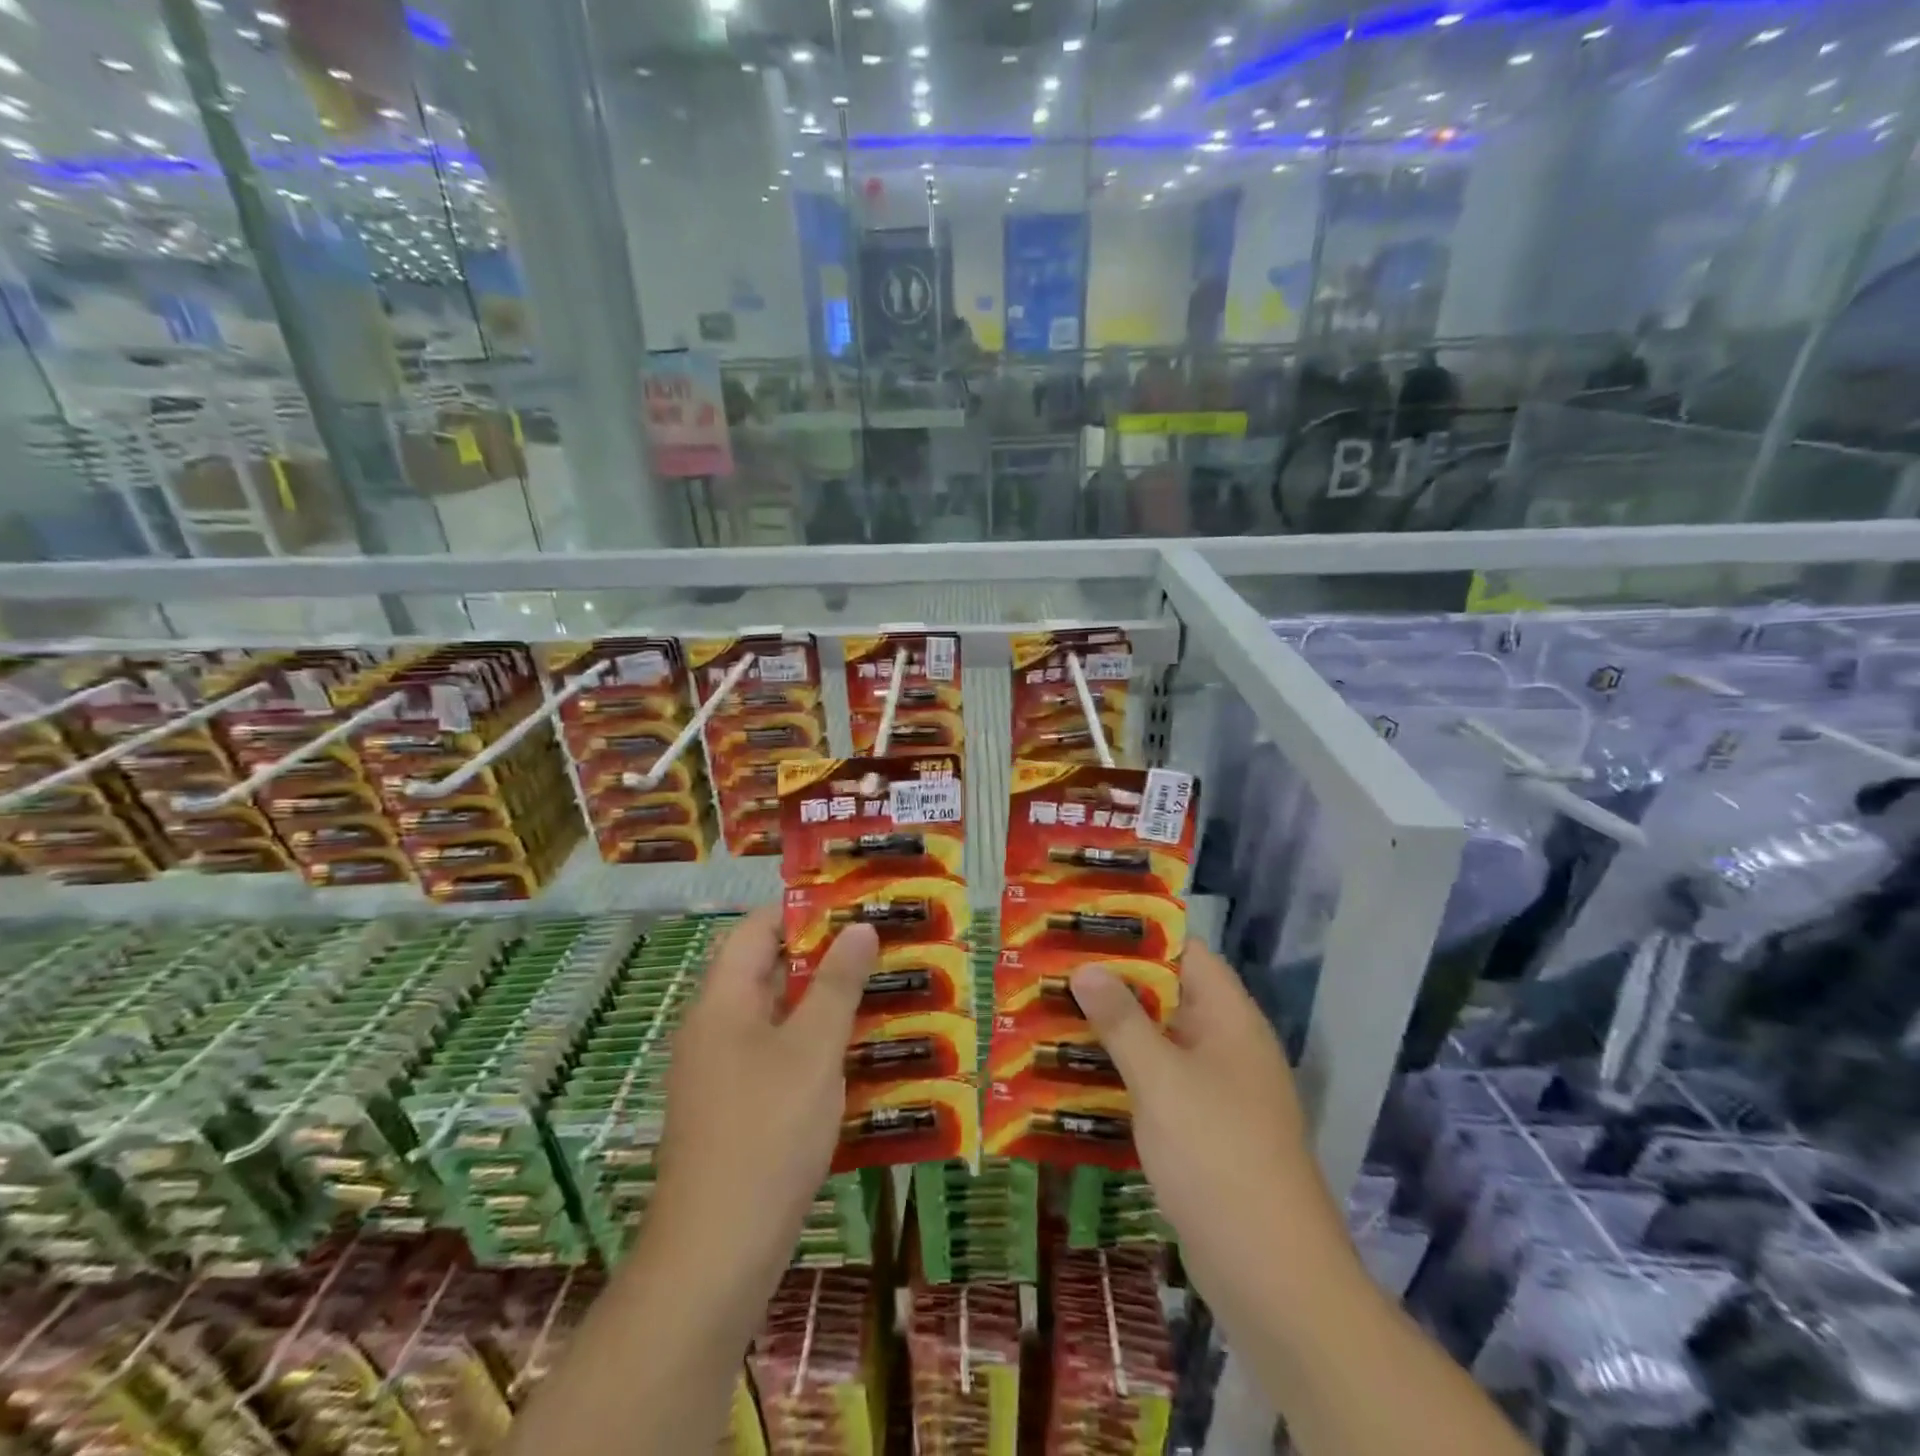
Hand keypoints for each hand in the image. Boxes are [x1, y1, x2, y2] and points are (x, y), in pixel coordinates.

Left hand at [653, 907, 879, 1278]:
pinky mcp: (735, 1110)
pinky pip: (777, 1057)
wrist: (717, 1254)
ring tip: (882, 991)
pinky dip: (815, 1045)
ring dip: (824, 1003)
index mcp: (722, 1002)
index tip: (854, 904)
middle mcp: (714, 1028)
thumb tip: (859, 927)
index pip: (756, 930)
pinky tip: (859, 1055)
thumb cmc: (767, 1133)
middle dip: (823, 956)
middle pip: (767, 971)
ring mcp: (722, 1072)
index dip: (802, 910)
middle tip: (880, 946)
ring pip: (777, 1017)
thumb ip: (838, 985)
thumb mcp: (813, 1050)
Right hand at [1070, 943, 1354, 1301]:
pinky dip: (1120, 1074)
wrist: (1272, 1277)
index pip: (1187, 953)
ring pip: (1158, 1043)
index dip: (1140, 933)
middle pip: (1168, 996)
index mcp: (1230, 1019)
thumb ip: (1122, 1021)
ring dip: (1111, 1031)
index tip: (1085, 925)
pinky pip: (1156, 1085)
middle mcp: (1226, 1046)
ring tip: (1049, 1013)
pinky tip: (1073, 1075)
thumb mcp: (1162, 1080)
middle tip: (1053, 968)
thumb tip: (1087, 967)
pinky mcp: (1201, 1132)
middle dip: (1113, 983)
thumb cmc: (1218, 1156)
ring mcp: (1215, 1092)